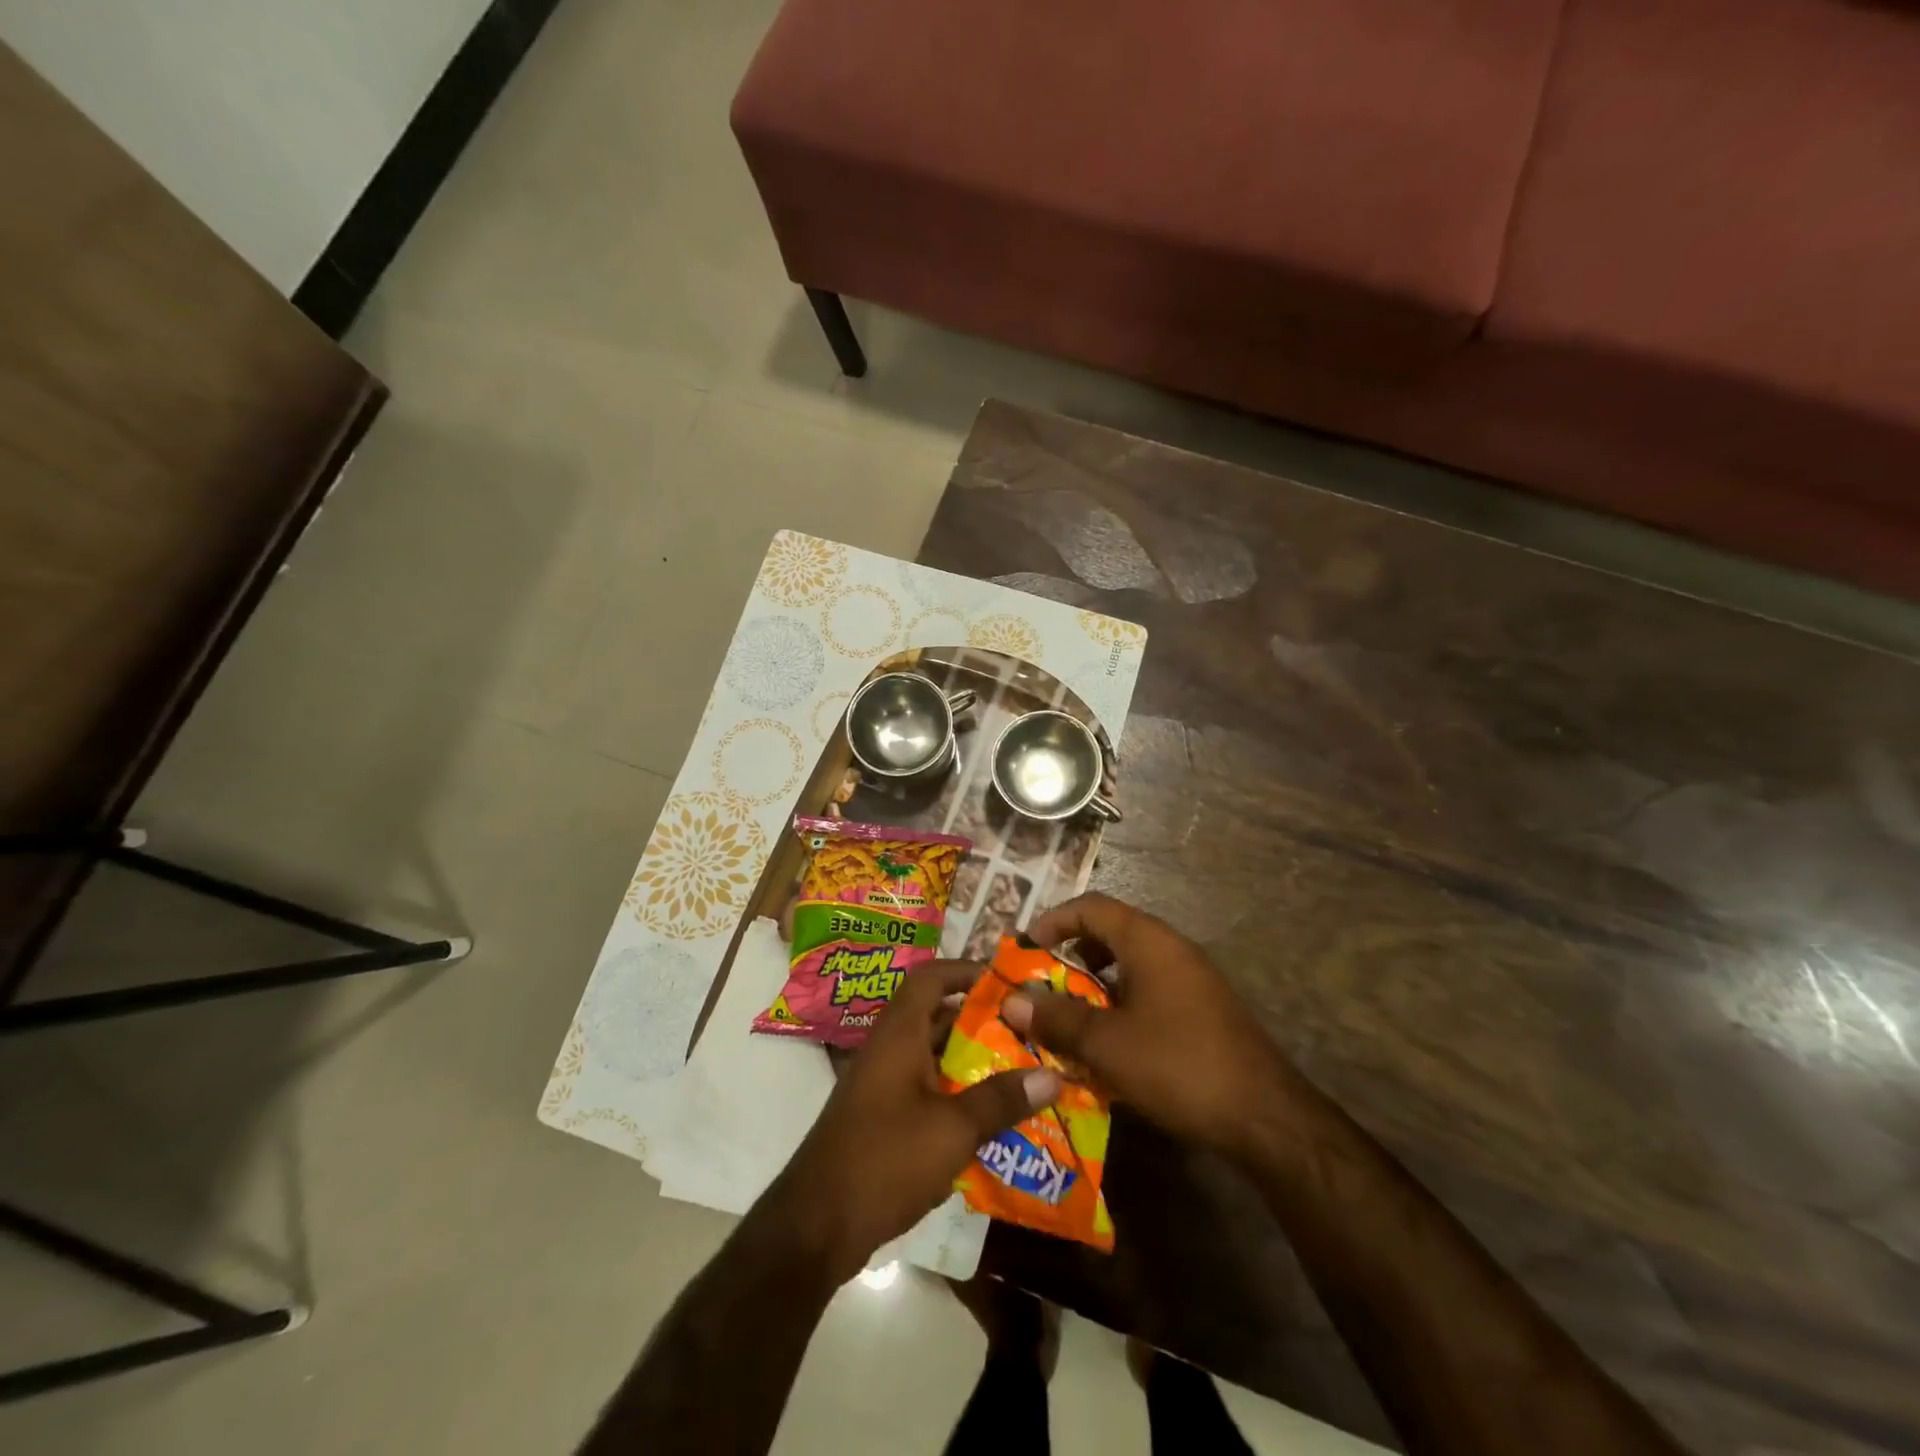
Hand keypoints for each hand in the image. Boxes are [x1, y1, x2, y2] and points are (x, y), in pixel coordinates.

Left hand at [763, 960, 1062, 1283]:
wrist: (815, 1226)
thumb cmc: (885, 1159)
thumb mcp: (953, 1129)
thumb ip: (1002, 1100)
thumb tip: (1055, 1075)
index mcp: (899, 1034)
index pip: (931, 977)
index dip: (967, 971)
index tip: (1008, 984)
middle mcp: (889, 1050)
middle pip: (937, 1017)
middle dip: (982, 1022)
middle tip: (1028, 1032)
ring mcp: (883, 1086)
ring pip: (934, 1057)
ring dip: (972, 1062)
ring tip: (1021, 1073)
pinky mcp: (882, 1119)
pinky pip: (926, 1090)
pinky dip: (956, 1095)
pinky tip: (990, 1120)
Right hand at [1003, 893, 1294, 1161]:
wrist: (1267, 1118)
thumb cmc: (1179, 1066)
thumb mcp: (1107, 1044)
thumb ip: (1056, 1019)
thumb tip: (1011, 1001)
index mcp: (1149, 941)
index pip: (1092, 907)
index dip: (1054, 920)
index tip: (1026, 949)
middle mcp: (1171, 948)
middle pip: (1110, 932)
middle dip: (1070, 954)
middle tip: (1041, 983)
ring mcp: (1192, 978)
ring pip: (1130, 964)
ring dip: (1094, 983)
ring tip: (1068, 1015)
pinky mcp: (1203, 1009)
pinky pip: (1150, 989)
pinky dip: (1120, 1003)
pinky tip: (1109, 1042)